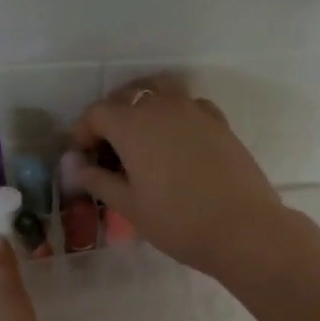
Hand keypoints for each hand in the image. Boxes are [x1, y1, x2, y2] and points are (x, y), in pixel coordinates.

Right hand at [73, 79, 286, 280]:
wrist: (243, 229)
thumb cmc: (178, 222)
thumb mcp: (130, 207)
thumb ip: (99, 181)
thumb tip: (76, 167)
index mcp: (133, 126)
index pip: (98, 113)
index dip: (84, 131)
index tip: (83, 155)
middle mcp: (162, 108)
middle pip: (128, 96)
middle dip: (112, 116)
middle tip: (108, 149)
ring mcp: (195, 111)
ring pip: (161, 91)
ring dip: (144, 106)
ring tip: (141, 136)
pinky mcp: (219, 123)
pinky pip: (189, 105)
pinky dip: (175, 113)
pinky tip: (176, 140)